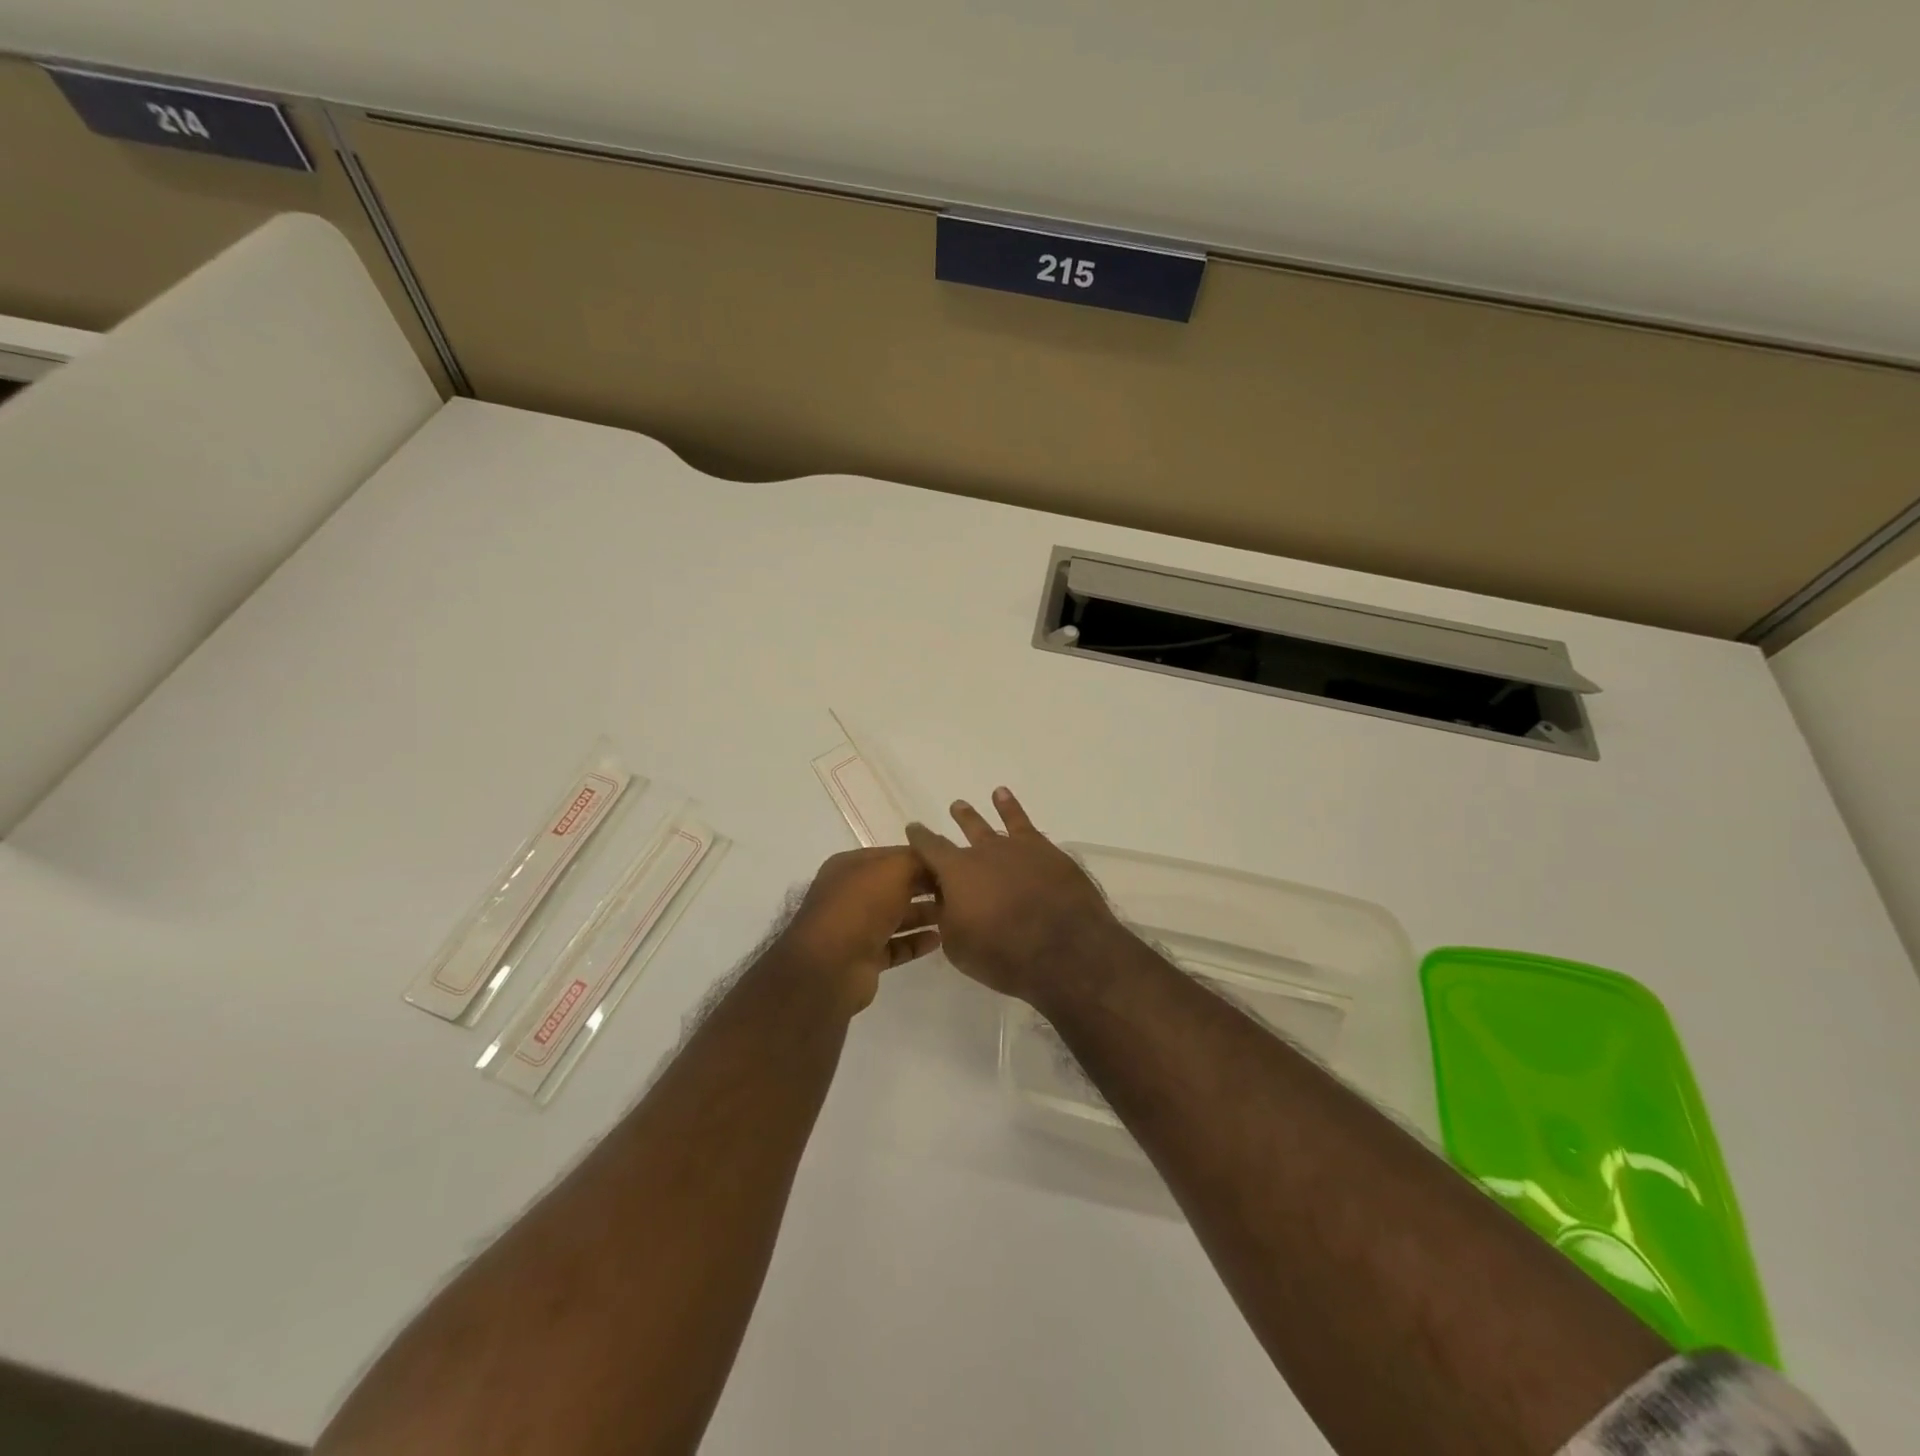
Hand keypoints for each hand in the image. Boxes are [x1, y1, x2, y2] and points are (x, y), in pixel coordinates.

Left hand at [776, 847, 941, 1010]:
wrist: (831, 966)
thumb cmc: (861, 906)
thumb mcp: (893, 869)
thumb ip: (916, 860)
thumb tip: (934, 862)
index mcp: (851, 866)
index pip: (893, 855)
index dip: (922, 858)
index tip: (954, 863)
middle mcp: (851, 894)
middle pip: (896, 885)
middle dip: (926, 886)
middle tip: (959, 891)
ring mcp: (856, 927)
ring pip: (897, 916)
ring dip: (923, 914)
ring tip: (954, 915)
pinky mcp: (864, 957)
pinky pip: (896, 945)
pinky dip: (916, 942)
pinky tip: (938, 940)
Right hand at [905, 787, 1128, 1003]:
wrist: (1063, 949)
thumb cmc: (1003, 954)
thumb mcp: (958, 945)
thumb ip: (948, 917)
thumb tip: (948, 900)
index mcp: (956, 873)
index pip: (930, 848)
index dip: (920, 838)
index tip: (913, 828)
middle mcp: (983, 852)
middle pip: (964, 833)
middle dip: (956, 823)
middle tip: (952, 810)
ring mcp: (1016, 848)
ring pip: (990, 826)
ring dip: (975, 817)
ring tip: (963, 805)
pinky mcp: (1045, 852)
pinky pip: (1023, 823)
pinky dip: (1011, 808)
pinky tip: (1004, 795)